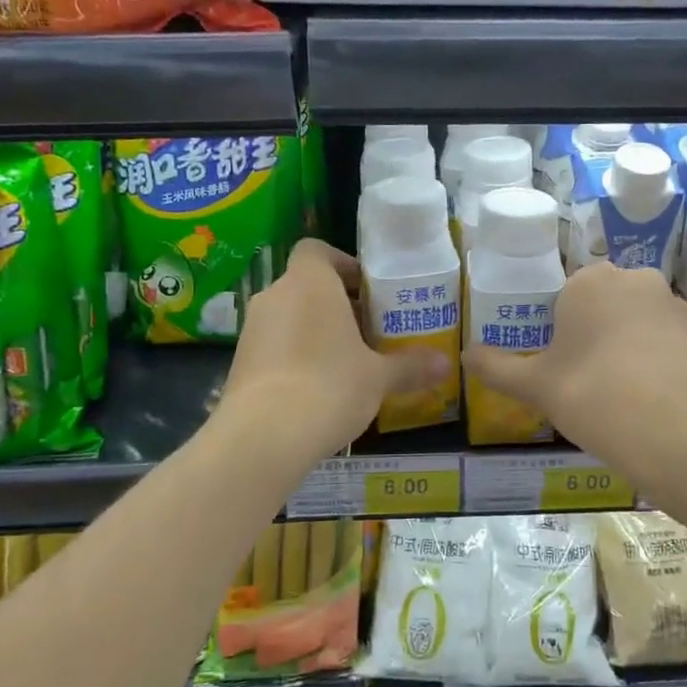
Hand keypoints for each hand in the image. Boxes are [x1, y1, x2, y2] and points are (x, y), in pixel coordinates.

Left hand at [220, 239, 448, 458]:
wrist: (263, 436)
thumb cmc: (330, 386)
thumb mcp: (379, 377)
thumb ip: (411, 366)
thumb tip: (447, 365)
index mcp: (309, 282)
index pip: (317, 250)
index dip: (343, 265)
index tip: (368, 292)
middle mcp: (275, 296)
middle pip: (307, 286)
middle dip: (337, 305)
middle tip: (369, 332)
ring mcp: (251, 330)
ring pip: (289, 317)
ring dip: (315, 331)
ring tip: (347, 363)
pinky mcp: (239, 363)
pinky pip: (274, 346)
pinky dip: (294, 357)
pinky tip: (317, 389)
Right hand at [461, 262, 686, 466]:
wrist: (681, 435)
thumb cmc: (595, 396)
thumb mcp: (536, 386)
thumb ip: (496, 367)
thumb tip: (464, 355)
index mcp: (589, 281)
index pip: (563, 297)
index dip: (557, 333)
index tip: (557, 368)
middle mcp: (634, 279)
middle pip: (602, 306)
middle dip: (592, 336)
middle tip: (582, 383)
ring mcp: (673, 305)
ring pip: (635, 323)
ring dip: (624, 348)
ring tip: (617, 396)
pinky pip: (664, 343)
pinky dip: (654, 363)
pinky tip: (648, 401)